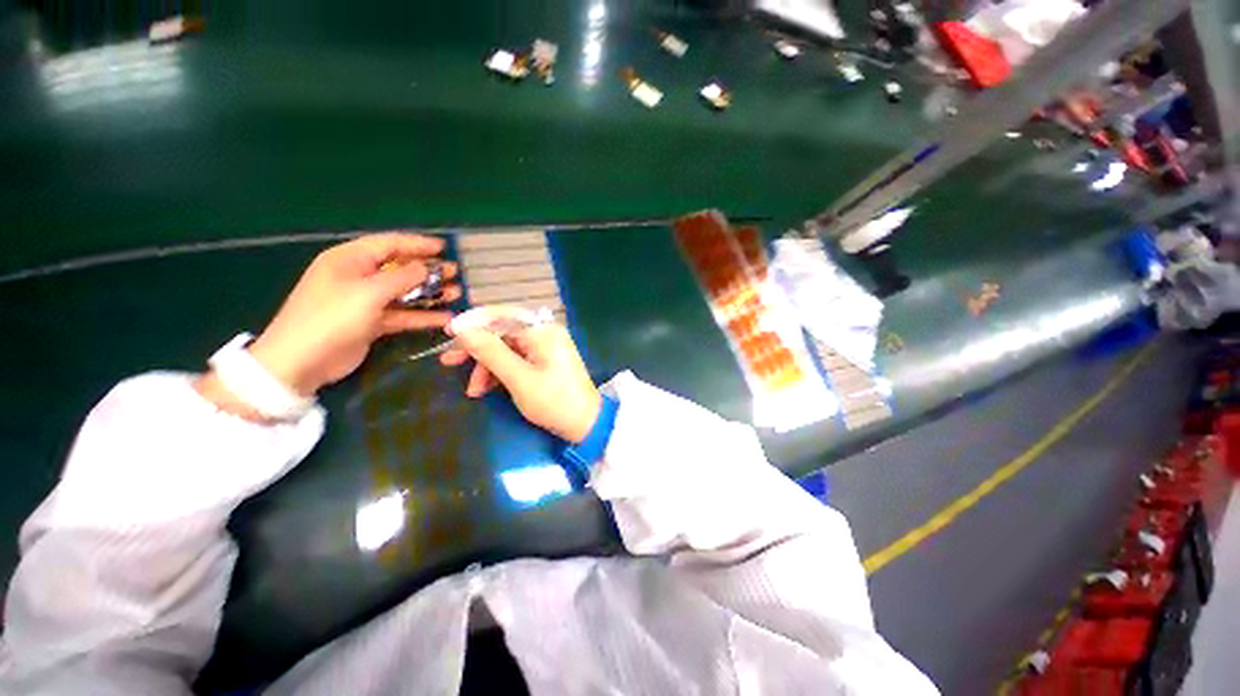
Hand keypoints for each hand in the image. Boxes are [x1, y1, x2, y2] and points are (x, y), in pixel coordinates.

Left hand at [246, 233, 459, 395]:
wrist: (302, 361)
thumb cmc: (331, 317)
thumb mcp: (369, 292)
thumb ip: (402, 278)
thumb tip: (426, 267)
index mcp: (350, 259)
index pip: (389, 244)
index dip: (417, 244)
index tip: (444, 247)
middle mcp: (358, 277)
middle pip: (399, 268)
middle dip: (428, 270)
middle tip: (455, 273)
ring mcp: (365, 301)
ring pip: (404, 292)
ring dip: (430, 294)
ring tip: (456, 294)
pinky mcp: (372, 323)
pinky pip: (402, 314)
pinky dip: (422, 316)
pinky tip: (445, 318)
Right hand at [440, 307, 600, 442]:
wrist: (585, 422)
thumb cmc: (554, 401)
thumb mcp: (518, 378)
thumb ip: (490, 352)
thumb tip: (462, 330)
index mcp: (542, 331)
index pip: (501, 316)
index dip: (473, 322)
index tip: (448, 332)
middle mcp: (545, 333)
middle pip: (502, 332)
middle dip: (478, 350)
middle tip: (450, 363)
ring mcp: (546, 347)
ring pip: (507, 348)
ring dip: (487, 366)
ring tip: (473, 390)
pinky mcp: (545, 360)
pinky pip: (517, 359)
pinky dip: (501, 372)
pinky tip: (486, 388)